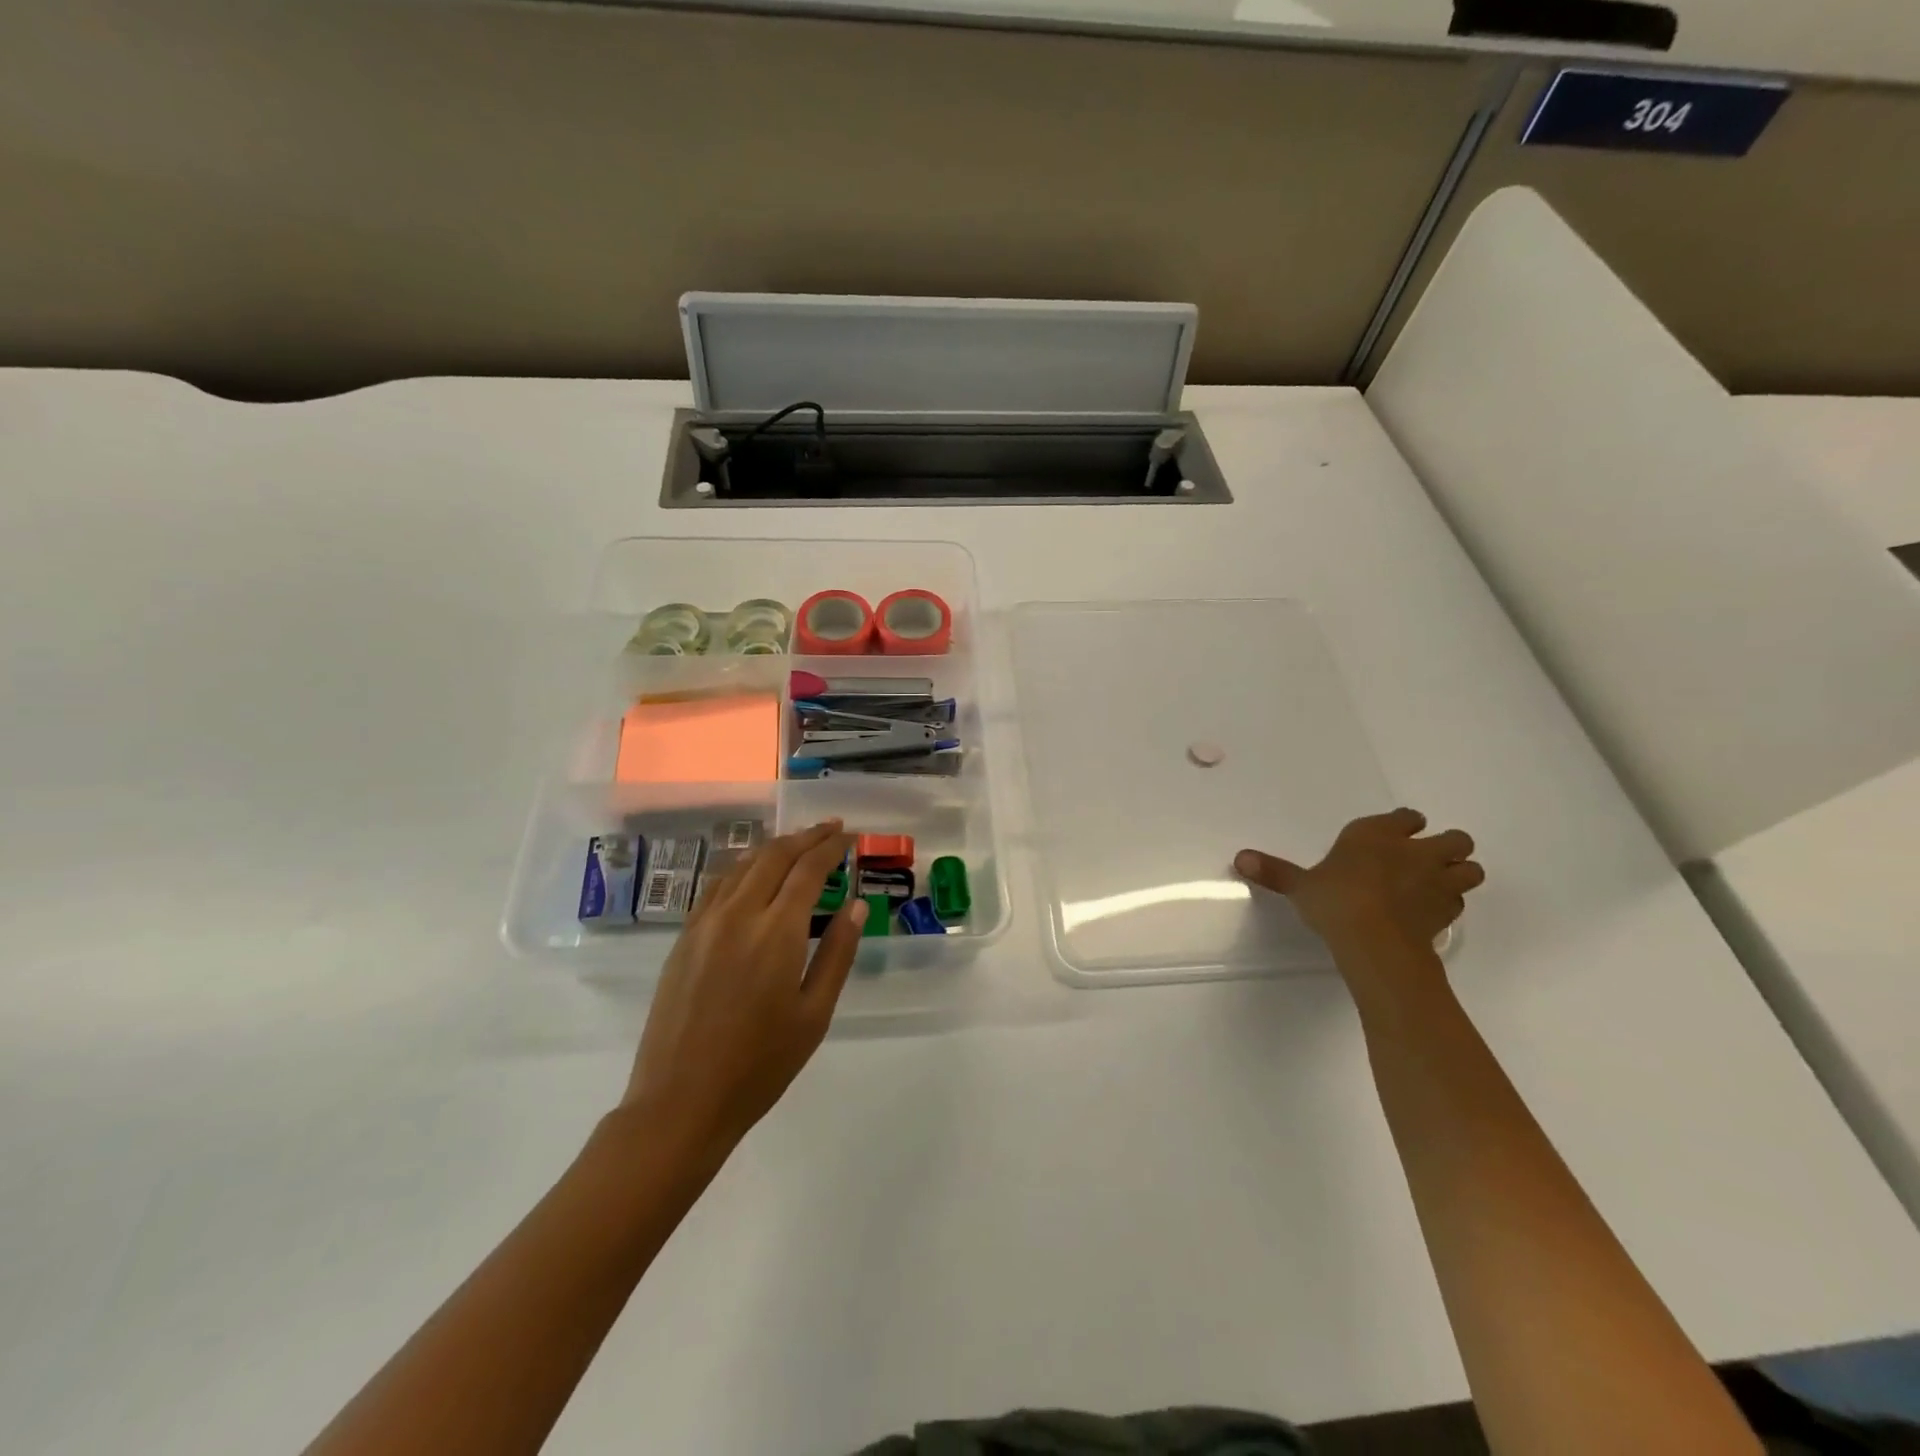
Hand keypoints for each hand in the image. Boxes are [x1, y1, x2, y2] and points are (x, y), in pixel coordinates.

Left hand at [620, 821, 865, 1156]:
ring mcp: (704, 923)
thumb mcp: (814, 1014)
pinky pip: (717, 885)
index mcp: (775, 932)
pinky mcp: (684, 938)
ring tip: (798, 844)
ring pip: (742, 865)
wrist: (680, 1102)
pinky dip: (743, 867)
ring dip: (774, 847)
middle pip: (774, 856)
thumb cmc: (760, 1065)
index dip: (831, 846)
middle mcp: (738, 914)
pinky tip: (753, 874)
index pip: (808, 868)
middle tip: (831, 828)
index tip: (849, 835)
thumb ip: (837, 953)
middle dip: (806, 837)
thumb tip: (856, 905)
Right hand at [1235, 808, 1483, 950]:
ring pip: (1470, 868)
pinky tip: (1430, 912)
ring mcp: (1437, 881)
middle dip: (1447, 846)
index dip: (1404, 824)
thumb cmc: (1334, 900)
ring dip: (1459, 873)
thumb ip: (1274, 871)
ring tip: (1437, 885)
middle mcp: (1415, 851)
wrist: (1374, 940)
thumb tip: (1239, 857)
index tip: (1397, 833)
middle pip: (1455, 839)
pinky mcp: (1448, 912)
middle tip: (1426, 860)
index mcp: (1377, 834)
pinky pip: (1459, 902)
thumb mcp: (1300, 885)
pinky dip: (1450, 904)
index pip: (1406, 817)